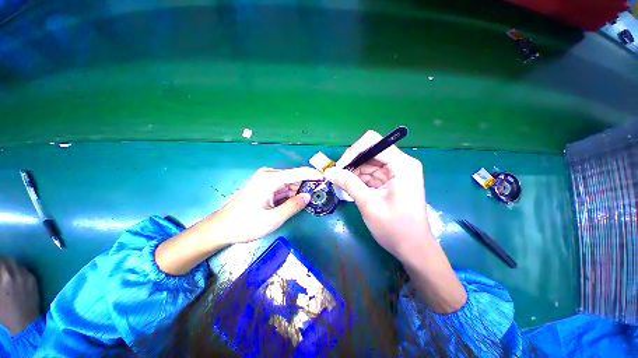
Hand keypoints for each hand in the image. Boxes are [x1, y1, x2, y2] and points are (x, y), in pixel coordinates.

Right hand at [0, 259, 39, 335]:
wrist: (24, 323)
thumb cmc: (4, 313)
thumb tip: (0, 275)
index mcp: (5, 278)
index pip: (0, 262)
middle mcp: (16, 274)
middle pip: (7, 260)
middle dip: (1, 261)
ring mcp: (27, 276)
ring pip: (16, 263)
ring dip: (10, 264)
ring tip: (5, 270)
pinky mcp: (34, 279)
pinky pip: (24, 269)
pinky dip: (18, 269)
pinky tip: (15, 275)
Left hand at [207, 167, 322, 243]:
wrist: (221, 228)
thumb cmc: (245, 224)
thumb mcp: (273, 219)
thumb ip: (293, 206)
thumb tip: (309, 197)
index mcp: (270, 179)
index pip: (298, 172)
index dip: (314, 175)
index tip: (327, 179)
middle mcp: (269, 175)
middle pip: (295, 177)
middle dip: (308, 185)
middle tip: (320, 194)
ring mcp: (266, 179)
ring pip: (290, 182)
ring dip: (300, 191)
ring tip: (310, 201)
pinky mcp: (265, 185)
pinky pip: (284, 187)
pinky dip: (291, 194)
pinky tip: (296, 202)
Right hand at [324, 131, 430, 261]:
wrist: (413, 249)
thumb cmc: (395, 228)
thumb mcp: (369, 204)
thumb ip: (349, 184)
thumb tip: (329, 171)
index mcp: (402, 165)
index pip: (373, 142)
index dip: (353, 151)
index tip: (339, 167)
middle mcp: (401, 164)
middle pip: (370, 151)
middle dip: (352, 162)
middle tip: (337, 176)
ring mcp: (396, 172)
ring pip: (368, 163)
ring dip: (353, 172)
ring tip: (342, 184)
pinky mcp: (390, 181)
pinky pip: (370, 174)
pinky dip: (359, 179)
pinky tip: (350, 188)